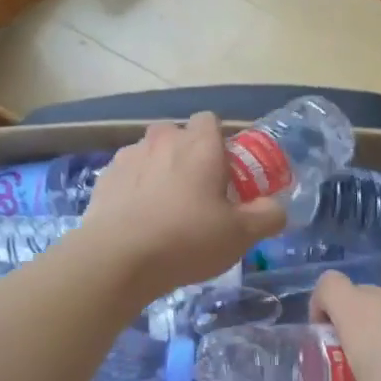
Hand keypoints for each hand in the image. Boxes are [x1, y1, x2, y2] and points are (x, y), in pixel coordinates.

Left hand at [79, 113, 285, 300]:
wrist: (117, 259)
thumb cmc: (187, 239)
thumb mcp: (241, 234)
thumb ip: (267, 216)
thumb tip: (276, 208)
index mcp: (199, 144)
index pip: (210, 120)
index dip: (219, 143)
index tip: (224, 174)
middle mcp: (163, 139)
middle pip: (178, 135)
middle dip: (187, 156)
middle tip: (197, 194)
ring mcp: (129, 156)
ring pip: (150, 154)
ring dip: (159, 171)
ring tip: (163, 210)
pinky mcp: (104, 177)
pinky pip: (127, 175)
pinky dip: (134, 189)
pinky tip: (137, 220)